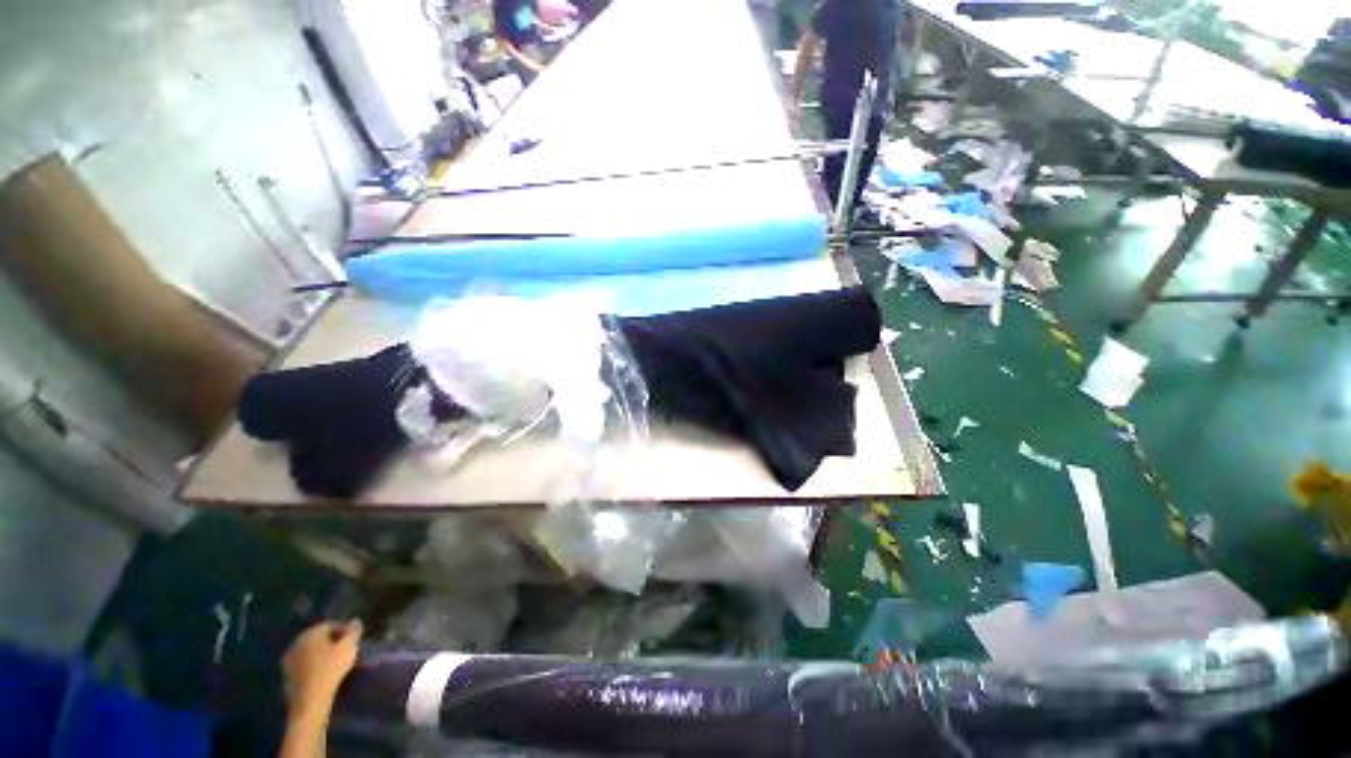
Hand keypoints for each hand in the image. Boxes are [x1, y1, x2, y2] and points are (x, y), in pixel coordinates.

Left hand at [283, 620, 362, 711]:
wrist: (309, 700)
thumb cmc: (330, 670)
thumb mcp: (349, 648)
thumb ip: (353, 631)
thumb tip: (355, 621)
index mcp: (310, 633)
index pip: (330, 624)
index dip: (344, 629)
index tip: (354, 639)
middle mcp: (296, 642)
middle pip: (317, 637)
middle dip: (331, 641)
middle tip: (345, 649)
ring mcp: (289, 659)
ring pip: (309, 651)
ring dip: (321, 653)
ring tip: (335, 661)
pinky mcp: (287, 674)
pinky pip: (303, 663)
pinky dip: (313, 664)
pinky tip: (322, 672)